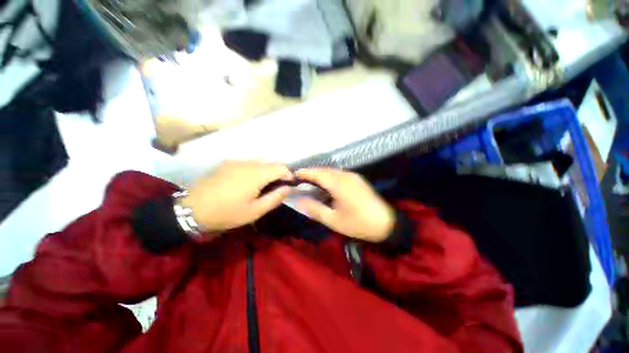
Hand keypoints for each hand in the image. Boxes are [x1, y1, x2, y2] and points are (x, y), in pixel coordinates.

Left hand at [179, 161, 293, 232]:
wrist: (192, 209)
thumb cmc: (227, 213)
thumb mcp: (255, 211)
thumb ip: (275, 197)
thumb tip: (288, 187)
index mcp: (257, 174)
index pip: (281, 167)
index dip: (289, 175)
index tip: (289, 185)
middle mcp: (248, 163)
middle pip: (271, 163)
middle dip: (278, 173)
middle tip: (275, 188)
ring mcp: (236, 161)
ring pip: (260, 162)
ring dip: (266, 171)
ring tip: (262, 186)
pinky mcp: (227, 163)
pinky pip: (248, 163)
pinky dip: (254, 169)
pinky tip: (247, 182)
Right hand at [295, 169, 394, 242]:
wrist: (386, 224)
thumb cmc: (358, 224)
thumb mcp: (333, 220)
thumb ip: (314, 209)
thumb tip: (298, 200)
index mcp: (339, 184)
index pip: (318, 173)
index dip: (305, 173)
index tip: (294, 174)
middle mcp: (346, 176)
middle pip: (325, 170)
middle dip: (312, 173)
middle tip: (300, 180)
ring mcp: (353, 176)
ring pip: (332, 171)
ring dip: (321, 174)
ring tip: (311, 182)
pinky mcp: (358, 179)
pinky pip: (340, 174)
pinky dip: (330, 177)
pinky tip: (327, 185)